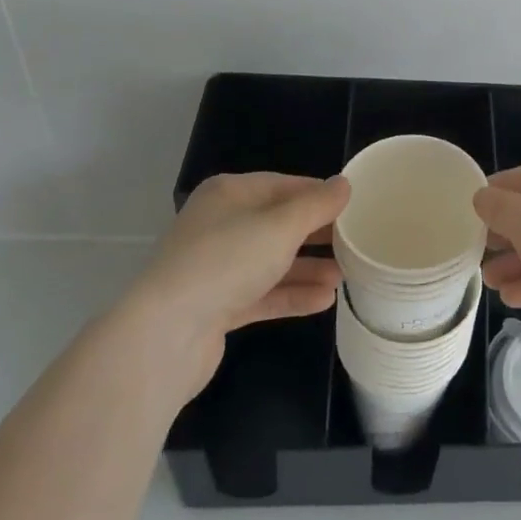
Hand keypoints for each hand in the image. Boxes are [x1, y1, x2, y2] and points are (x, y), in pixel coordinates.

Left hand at [127, 172, 347, 396]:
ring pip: (272, 262)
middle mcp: (220, 225)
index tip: (354, 207)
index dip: (319, 195)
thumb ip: (317, 205)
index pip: (284, 186)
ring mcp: (216, 268)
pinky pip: (262, 294)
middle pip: (278, 224)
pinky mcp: (216, 306)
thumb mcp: (281, 226)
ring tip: (345, 276)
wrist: (165, 334)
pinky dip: (291, 295)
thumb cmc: (226, 261)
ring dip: (308, 268)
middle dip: (316, 235)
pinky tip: (324, 301)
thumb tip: (344, 184)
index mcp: (230, 194)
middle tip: (355, 243)